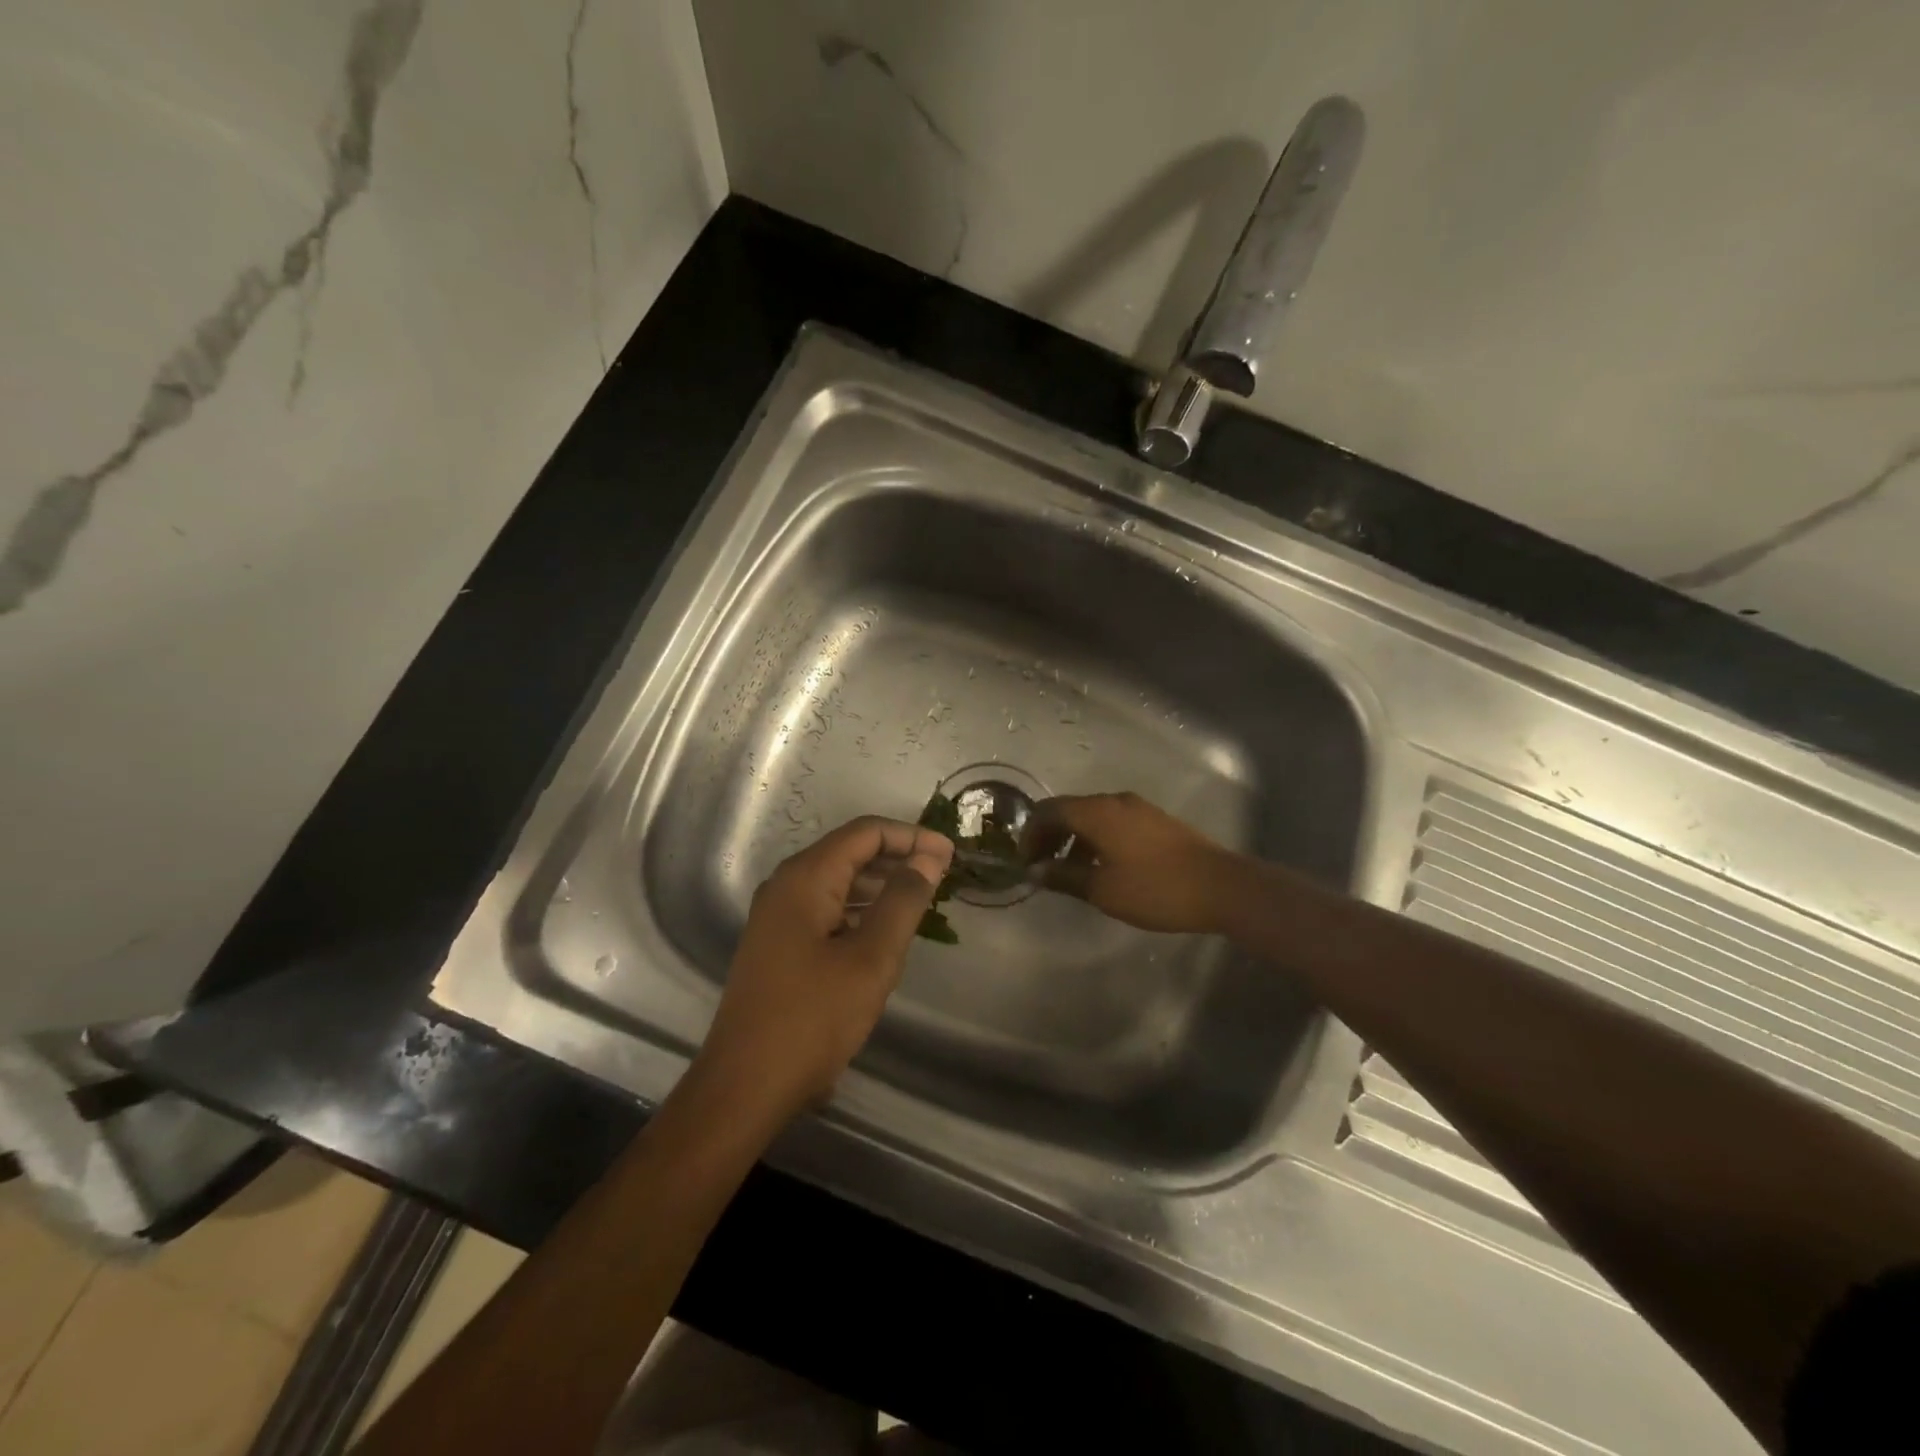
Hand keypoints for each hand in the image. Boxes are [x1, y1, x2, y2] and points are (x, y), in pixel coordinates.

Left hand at [694, 817, 952, 1121]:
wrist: (745, 1087)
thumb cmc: (812, 1018)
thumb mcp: (871, 958)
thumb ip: (903, 901)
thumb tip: (928, 858)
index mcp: (805, 878)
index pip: (865, 833)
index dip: (911, 836)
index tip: (950, 854)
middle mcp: (786, 886)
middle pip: (850, 852)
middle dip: (898, 856)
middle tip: (943, 875)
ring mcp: (778, 916)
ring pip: (838, 881)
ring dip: (881, 883)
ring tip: (922, 898)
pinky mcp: (779, 944)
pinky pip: (827, 908)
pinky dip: (860, 909)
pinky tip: (886, 929)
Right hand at [1022, 792, 1240, 934]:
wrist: (1221, 887)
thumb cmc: (1155, 889)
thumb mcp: (1102, 889)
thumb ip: (1064, 876)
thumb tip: (1036, 870)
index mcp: (1096, 812)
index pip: (1048, 811)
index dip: (1030, 835)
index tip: (1025, 863)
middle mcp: (1114, 801)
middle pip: (1069, 810)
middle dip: (1049, 836)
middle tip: (1041, 867)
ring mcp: (1138, 809)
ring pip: (1092, 817)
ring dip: (1073, 840)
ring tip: (1069, 873)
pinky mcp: (1155, 821)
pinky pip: (1112, 823)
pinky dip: (1096, 840)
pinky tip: (1101, 868)